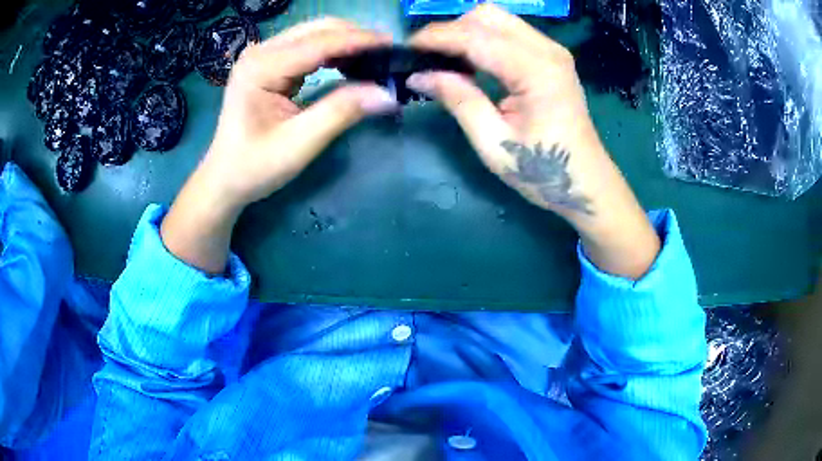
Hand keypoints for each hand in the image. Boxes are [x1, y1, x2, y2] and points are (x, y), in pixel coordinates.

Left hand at [161, 20, 397, 273]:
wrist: (224, 179)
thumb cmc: (254, 166)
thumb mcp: (299, 144)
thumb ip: (341, 112)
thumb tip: (387, 93)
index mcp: (261, 67)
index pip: (319, 43)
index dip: (359, 41)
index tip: (394, 46)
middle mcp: (260, 52)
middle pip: (317, 29)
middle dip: (355, 37)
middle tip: (388, 54)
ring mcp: (263, 56)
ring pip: (315, 34)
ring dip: (346, 43)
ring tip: (375, 59)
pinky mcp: (268, 64)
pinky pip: (308, 47)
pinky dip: (333, 52)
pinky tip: (350, 64)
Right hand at [407, 5, 659, 278]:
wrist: (586, 181)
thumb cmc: (542, 170)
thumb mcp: (493, 142)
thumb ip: (458, 100)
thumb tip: (419, 75)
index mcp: (536, 70)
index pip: (475, 36)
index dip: (436, 38)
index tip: (406, 49)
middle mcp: (547, 49)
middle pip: (487, 15)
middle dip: (451, 30)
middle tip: (429, 58)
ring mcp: (552, 50)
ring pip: (497, 19)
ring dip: (466, 33)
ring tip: (446, 61)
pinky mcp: (551, 56)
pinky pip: (509, 32)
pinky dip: (484, 39)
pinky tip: (472, 62)